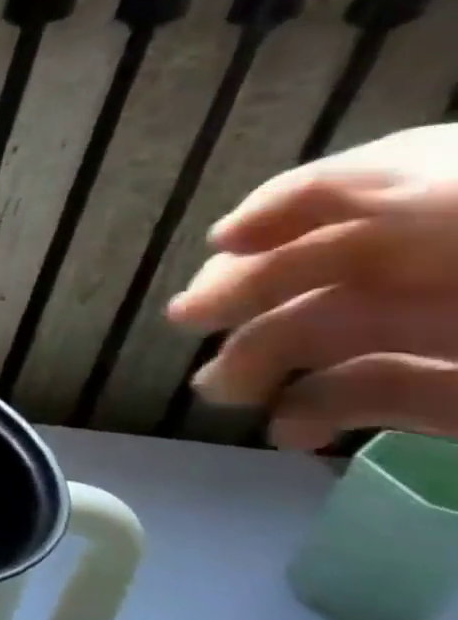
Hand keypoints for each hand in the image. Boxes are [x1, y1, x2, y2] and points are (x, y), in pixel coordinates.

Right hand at [168, 124, 457, 449]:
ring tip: (221, 392)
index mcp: (452, 215)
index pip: (361, 187)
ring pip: (334, 333)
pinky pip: (375, 395)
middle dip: (249, 291)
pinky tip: (291, 432)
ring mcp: (456, 333)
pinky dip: (322, 413)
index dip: (284, 207)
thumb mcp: (455, 215)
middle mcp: (450, 266)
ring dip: (263, 360)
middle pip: (331, 264)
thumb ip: (380, 197)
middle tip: (189, 321)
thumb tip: (274, 226)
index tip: (223, 242)